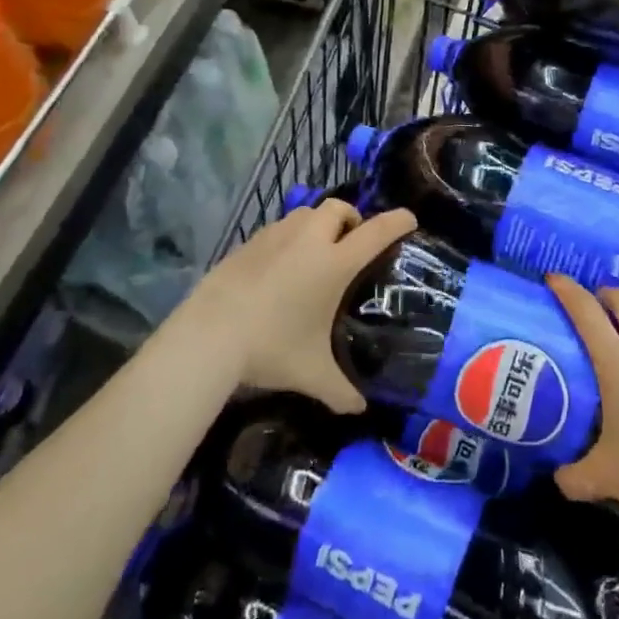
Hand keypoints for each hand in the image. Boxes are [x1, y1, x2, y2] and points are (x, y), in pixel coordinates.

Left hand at [180, 201, 417, 413]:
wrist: (209, 334)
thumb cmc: (271, 347)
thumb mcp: (311, 374)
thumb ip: (341, 391)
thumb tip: (359, 409)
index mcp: (334, 264)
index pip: (376, 232)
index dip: (397, 222)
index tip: (409, 219)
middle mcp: (308, 241)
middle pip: (339, 208)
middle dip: (352, 218)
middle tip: (352, 243)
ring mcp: (275, 236)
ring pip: (306, 213)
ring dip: (319, 223)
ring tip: (316, 251)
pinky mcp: (249, 242)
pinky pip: (279, 228)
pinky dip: (290, 237)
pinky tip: (281, 266)